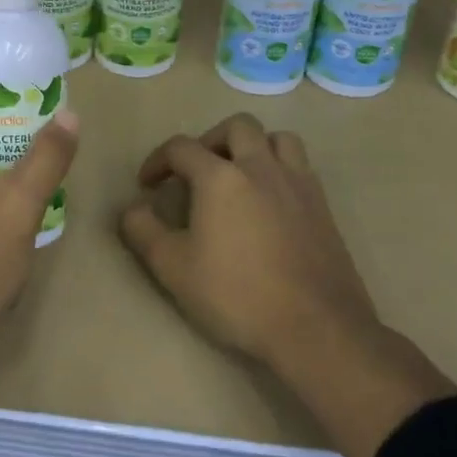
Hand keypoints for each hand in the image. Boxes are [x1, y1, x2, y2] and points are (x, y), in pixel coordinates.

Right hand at [118, 113, 372, 365]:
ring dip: (253, 147)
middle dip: (210, 140)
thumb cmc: (237, 295)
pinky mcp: (323, 207)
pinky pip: (300, 168)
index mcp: (221, 177)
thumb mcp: (172, 268)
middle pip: (237, 127)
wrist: (317, 329)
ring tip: (238, 176)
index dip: (157, 161)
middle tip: (197, 171)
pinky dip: (279, 170)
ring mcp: (298, 185)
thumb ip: (143, 230)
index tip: (147, 185)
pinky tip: (269, 203)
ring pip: (277, 139)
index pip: (181, 148)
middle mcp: (261, 168)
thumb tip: (133, 207)